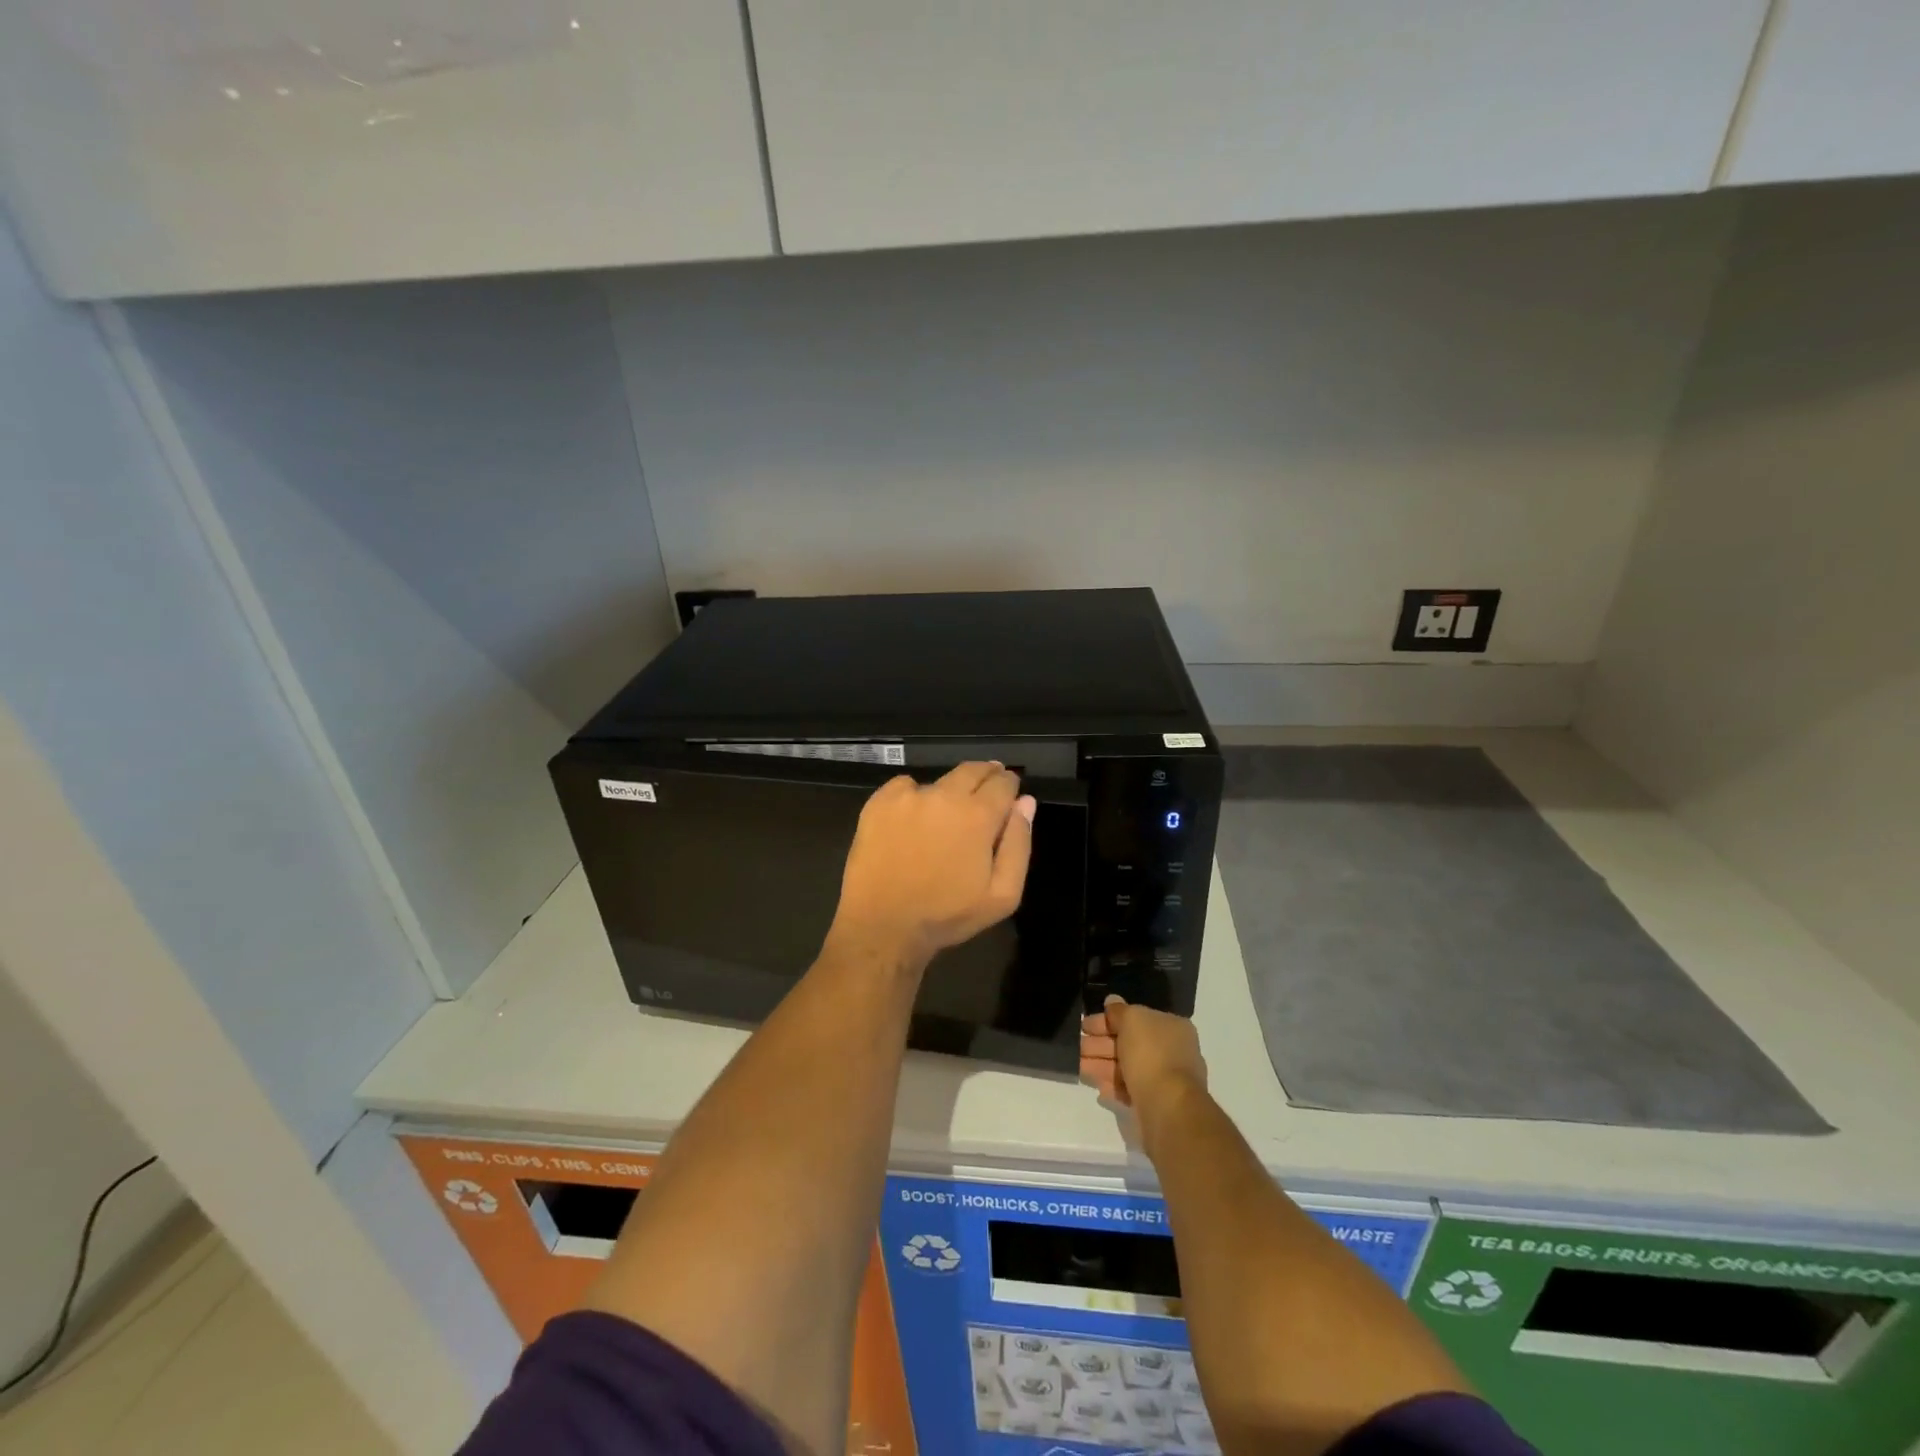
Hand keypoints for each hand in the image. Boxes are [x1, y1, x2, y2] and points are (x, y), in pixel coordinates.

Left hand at [827, 762, 1035, 969]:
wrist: (882, 925)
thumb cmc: (947, 915)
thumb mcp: (1002, 895)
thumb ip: (1019, 844)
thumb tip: (1025, 802)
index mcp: (978, 815)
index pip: (1003, 782)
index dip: (1010, 785)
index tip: (1009, 792)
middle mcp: (945, 795)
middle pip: (973, 770)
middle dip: (985, 776)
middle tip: (985, 792)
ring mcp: (909, 796)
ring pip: (940, 781)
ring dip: (949, 791)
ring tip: (944, 816)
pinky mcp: (879, 802)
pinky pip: (904, 786)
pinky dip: (913, 797)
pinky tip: (911, 821)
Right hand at [1080, 996, 1206, 1110]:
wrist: (1168, 1109)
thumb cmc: (1151, 1055)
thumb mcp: (1132, 1020)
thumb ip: (1119, 1010)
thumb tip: (1111, 1001)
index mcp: (1171, 1027)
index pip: (1135, 1018)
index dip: (1107, 1019)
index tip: (1084, 1025)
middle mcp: (1171, 1051)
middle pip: (1129, 1043)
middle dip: (1100, 1044)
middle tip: (1076, 1046)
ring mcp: (1165, 1080)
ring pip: (1127, 1067)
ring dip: (1101, 1065)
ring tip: (1078, 1067)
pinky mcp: (1156, 1104)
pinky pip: (1130, 1090)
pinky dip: (1114, 1087)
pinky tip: (1099, 1088)